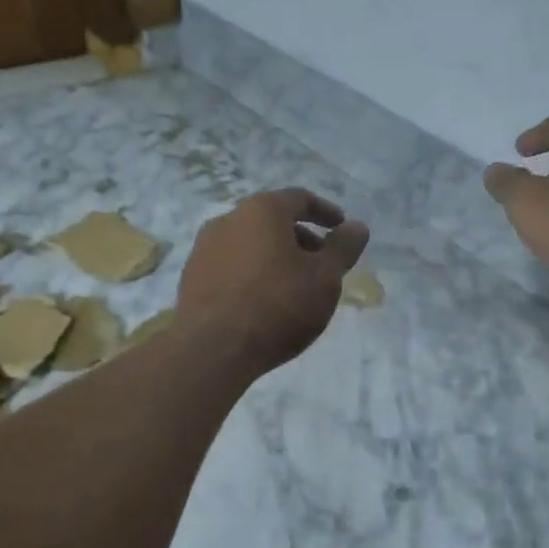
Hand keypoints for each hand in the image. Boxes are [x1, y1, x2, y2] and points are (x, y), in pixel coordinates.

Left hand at [177, 189, 370, 373]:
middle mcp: (228, 220)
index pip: (300, 199)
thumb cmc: (278, 305)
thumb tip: (357, 227)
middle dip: (301, 238)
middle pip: (272, 221)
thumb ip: (344, 247)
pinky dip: (254, 274)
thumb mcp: (326, 277)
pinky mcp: (191, 278)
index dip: (325, 212)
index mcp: (262, 210)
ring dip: (276, 257)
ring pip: (250, 244)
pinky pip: (232, 266)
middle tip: (322, 264)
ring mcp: (204, 249)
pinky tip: (264, 301)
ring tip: (295, 286)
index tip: (341, 228)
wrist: (213, 348)